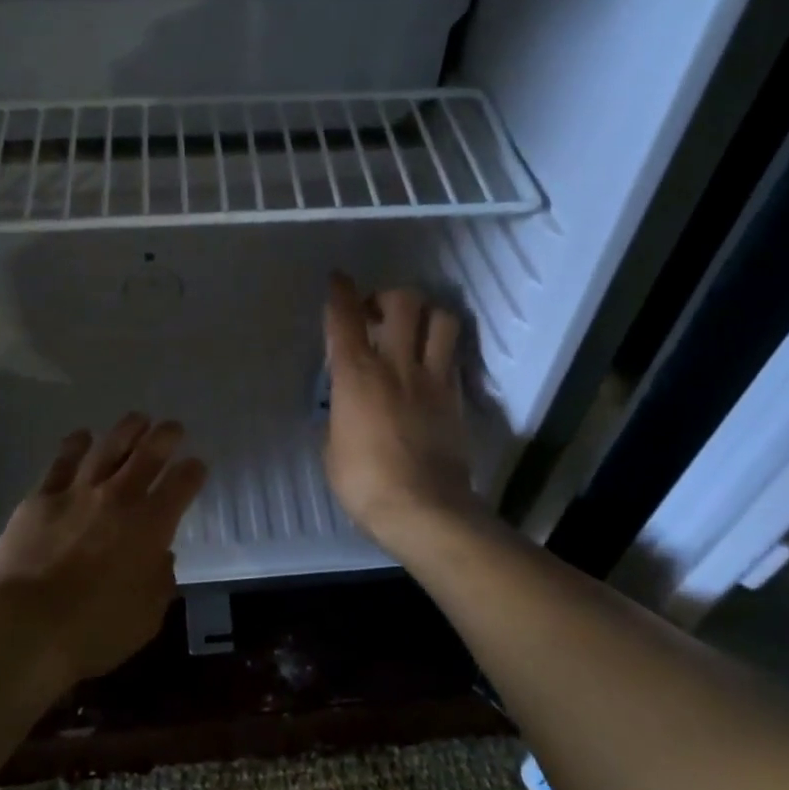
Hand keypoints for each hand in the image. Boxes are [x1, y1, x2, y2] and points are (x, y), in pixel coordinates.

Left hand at [0, 413, 208, 687]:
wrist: (26, 627)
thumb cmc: (95, 630)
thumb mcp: (147, 616)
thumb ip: (160, 580)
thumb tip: (160, 556)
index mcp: (152, 525)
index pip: (182, 485)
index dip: (193, 471)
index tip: (197, 465)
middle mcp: (119, 498)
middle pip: (148, 454)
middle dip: (166, 437)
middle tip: (173, 427)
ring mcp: (78, 492)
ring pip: (108, 447)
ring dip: (126, 430)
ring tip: (137, 419)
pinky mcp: (41, 497)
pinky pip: (62, 462)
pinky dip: (75, 445)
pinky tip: (82, 436)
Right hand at [322, 274, 477, 546]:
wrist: (424, 509)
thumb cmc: (365, 482)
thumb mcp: (332, 448)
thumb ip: (339, 416)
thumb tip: (346, 409)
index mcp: (356, 374)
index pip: (345, 318)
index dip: (340, 292)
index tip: (338, 281)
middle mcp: (396, 364)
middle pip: (402, 302)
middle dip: (388, 296)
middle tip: (377, 313)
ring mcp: (432, 378)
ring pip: (440, 319)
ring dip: (425, 314)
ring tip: (412, 330)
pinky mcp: (455, 397)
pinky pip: (453, 356)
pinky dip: (441, 349)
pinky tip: (430, 363)